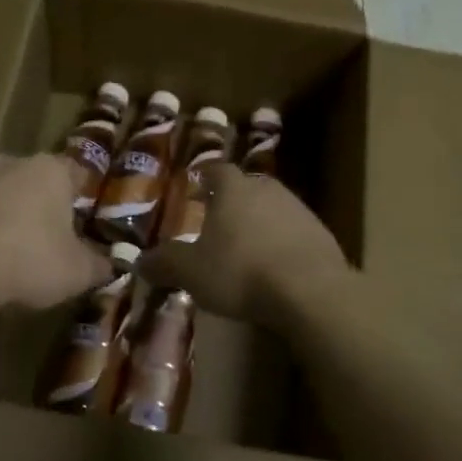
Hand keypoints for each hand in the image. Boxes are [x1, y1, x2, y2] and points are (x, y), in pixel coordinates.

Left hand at [0, 154, 111, 311]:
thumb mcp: (78, 272)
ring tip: (16, 253)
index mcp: (52, 170)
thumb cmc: (30, 260)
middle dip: (47, 206)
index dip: (85, 197)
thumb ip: (100, 266)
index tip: (86, 222)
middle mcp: (15, 162)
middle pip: (39, 181)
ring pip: (6, 194)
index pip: (79, 173)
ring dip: (13, 216)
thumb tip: (111, 265)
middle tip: (53, 240)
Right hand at [137, 165, 348, 323]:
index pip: (216, 170)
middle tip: (217, 219)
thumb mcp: (190, 272)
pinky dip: (282, 243)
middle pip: (246, 187)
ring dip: (259, 222)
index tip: (196, 185)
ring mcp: (299, 210)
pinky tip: (275, 266)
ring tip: (246, 246)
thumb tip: (139, 262)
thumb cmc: (240, 271)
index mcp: (233, 189)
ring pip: (272, 208)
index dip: (204, 176)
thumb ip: (164, 263)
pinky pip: (294, 233)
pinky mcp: (322, 235)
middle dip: (232, 201)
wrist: (311, 291)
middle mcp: (267, 190)